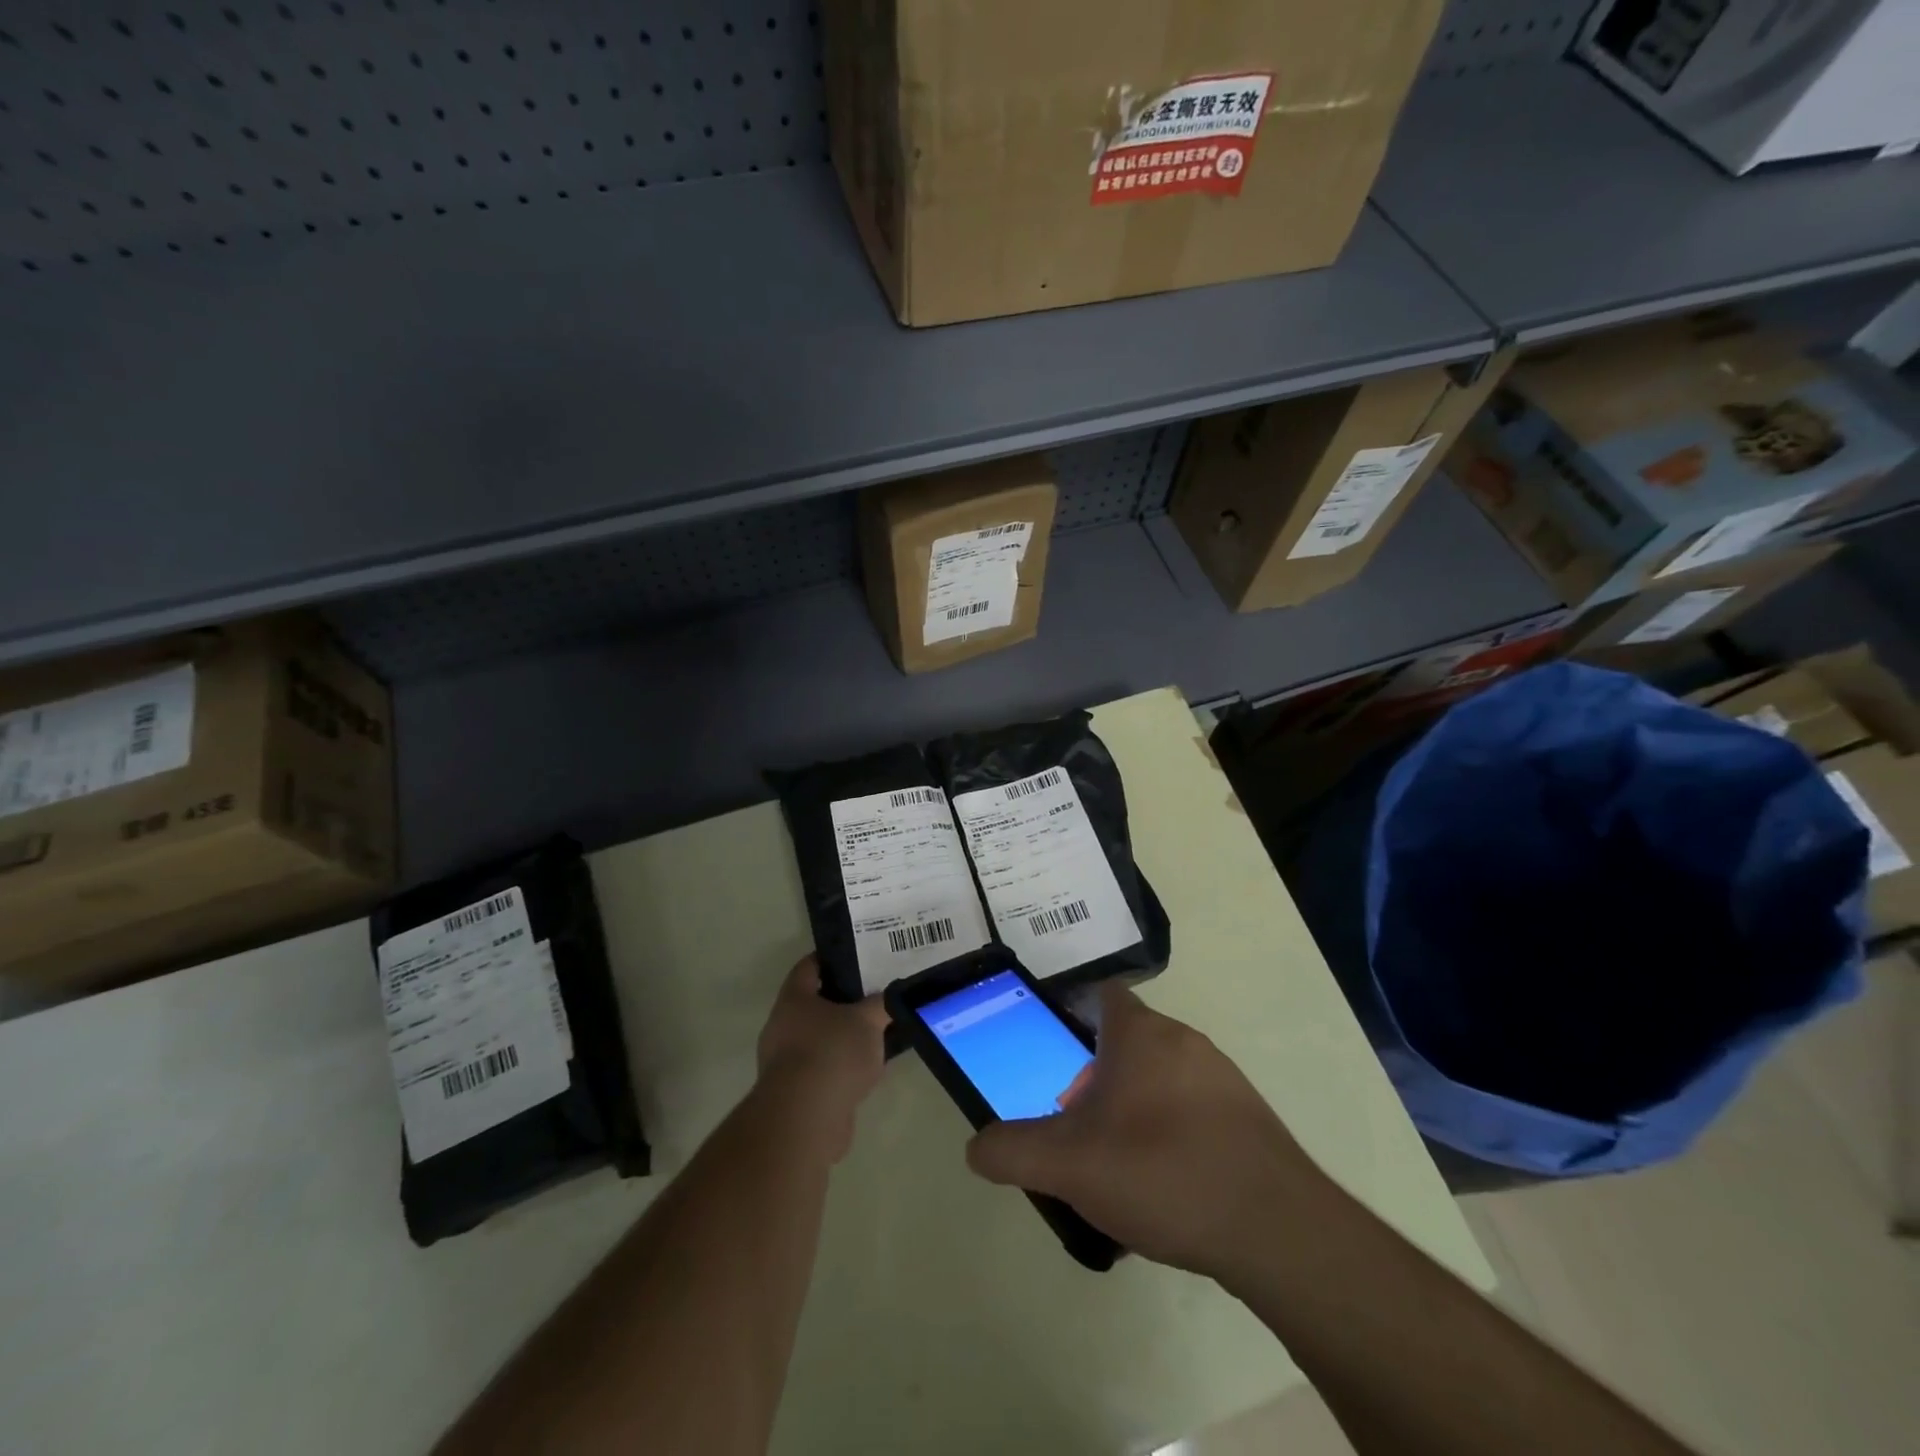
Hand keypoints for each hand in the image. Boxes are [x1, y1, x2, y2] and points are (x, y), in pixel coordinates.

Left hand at [755, 956, 889, 1162]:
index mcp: (794, 999)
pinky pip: (821, 1071)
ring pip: (818, 1040)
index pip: (808, 966)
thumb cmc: (832, 1052)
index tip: (855, 957)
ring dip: (841, 1039)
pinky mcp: (794, 1094)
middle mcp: (781, 1026)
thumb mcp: (868, 1020)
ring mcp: (784, 1063)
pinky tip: (866, 1073)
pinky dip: (840, 1070)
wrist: (805, 1118)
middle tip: (872, 997)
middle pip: (813, 1005)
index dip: (830, 959)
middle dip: (841, 1002)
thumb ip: (881, 1004)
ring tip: (875, 1036)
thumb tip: (890, 996)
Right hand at [966, 984, 1322, 1281]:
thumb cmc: (1163, 1171)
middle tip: (1075, 1127)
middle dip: (1095, 1078)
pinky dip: (1171, 1134)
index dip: (1071, 1016)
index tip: (1052, 1056)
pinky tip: (1165, 1188)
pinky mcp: (1249, 1119)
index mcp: (1141, 1033)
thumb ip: (1012, 1151)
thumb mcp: (1069, 1165)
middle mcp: (1184, 1041)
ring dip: (1133, 1108)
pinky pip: (1193, 1111)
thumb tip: (976, 1147)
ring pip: (1160, 1078)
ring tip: (1115, 1165)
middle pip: (1126, 1042)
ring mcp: (1223, 1079)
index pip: (1102, 995)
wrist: (1277, 1230)